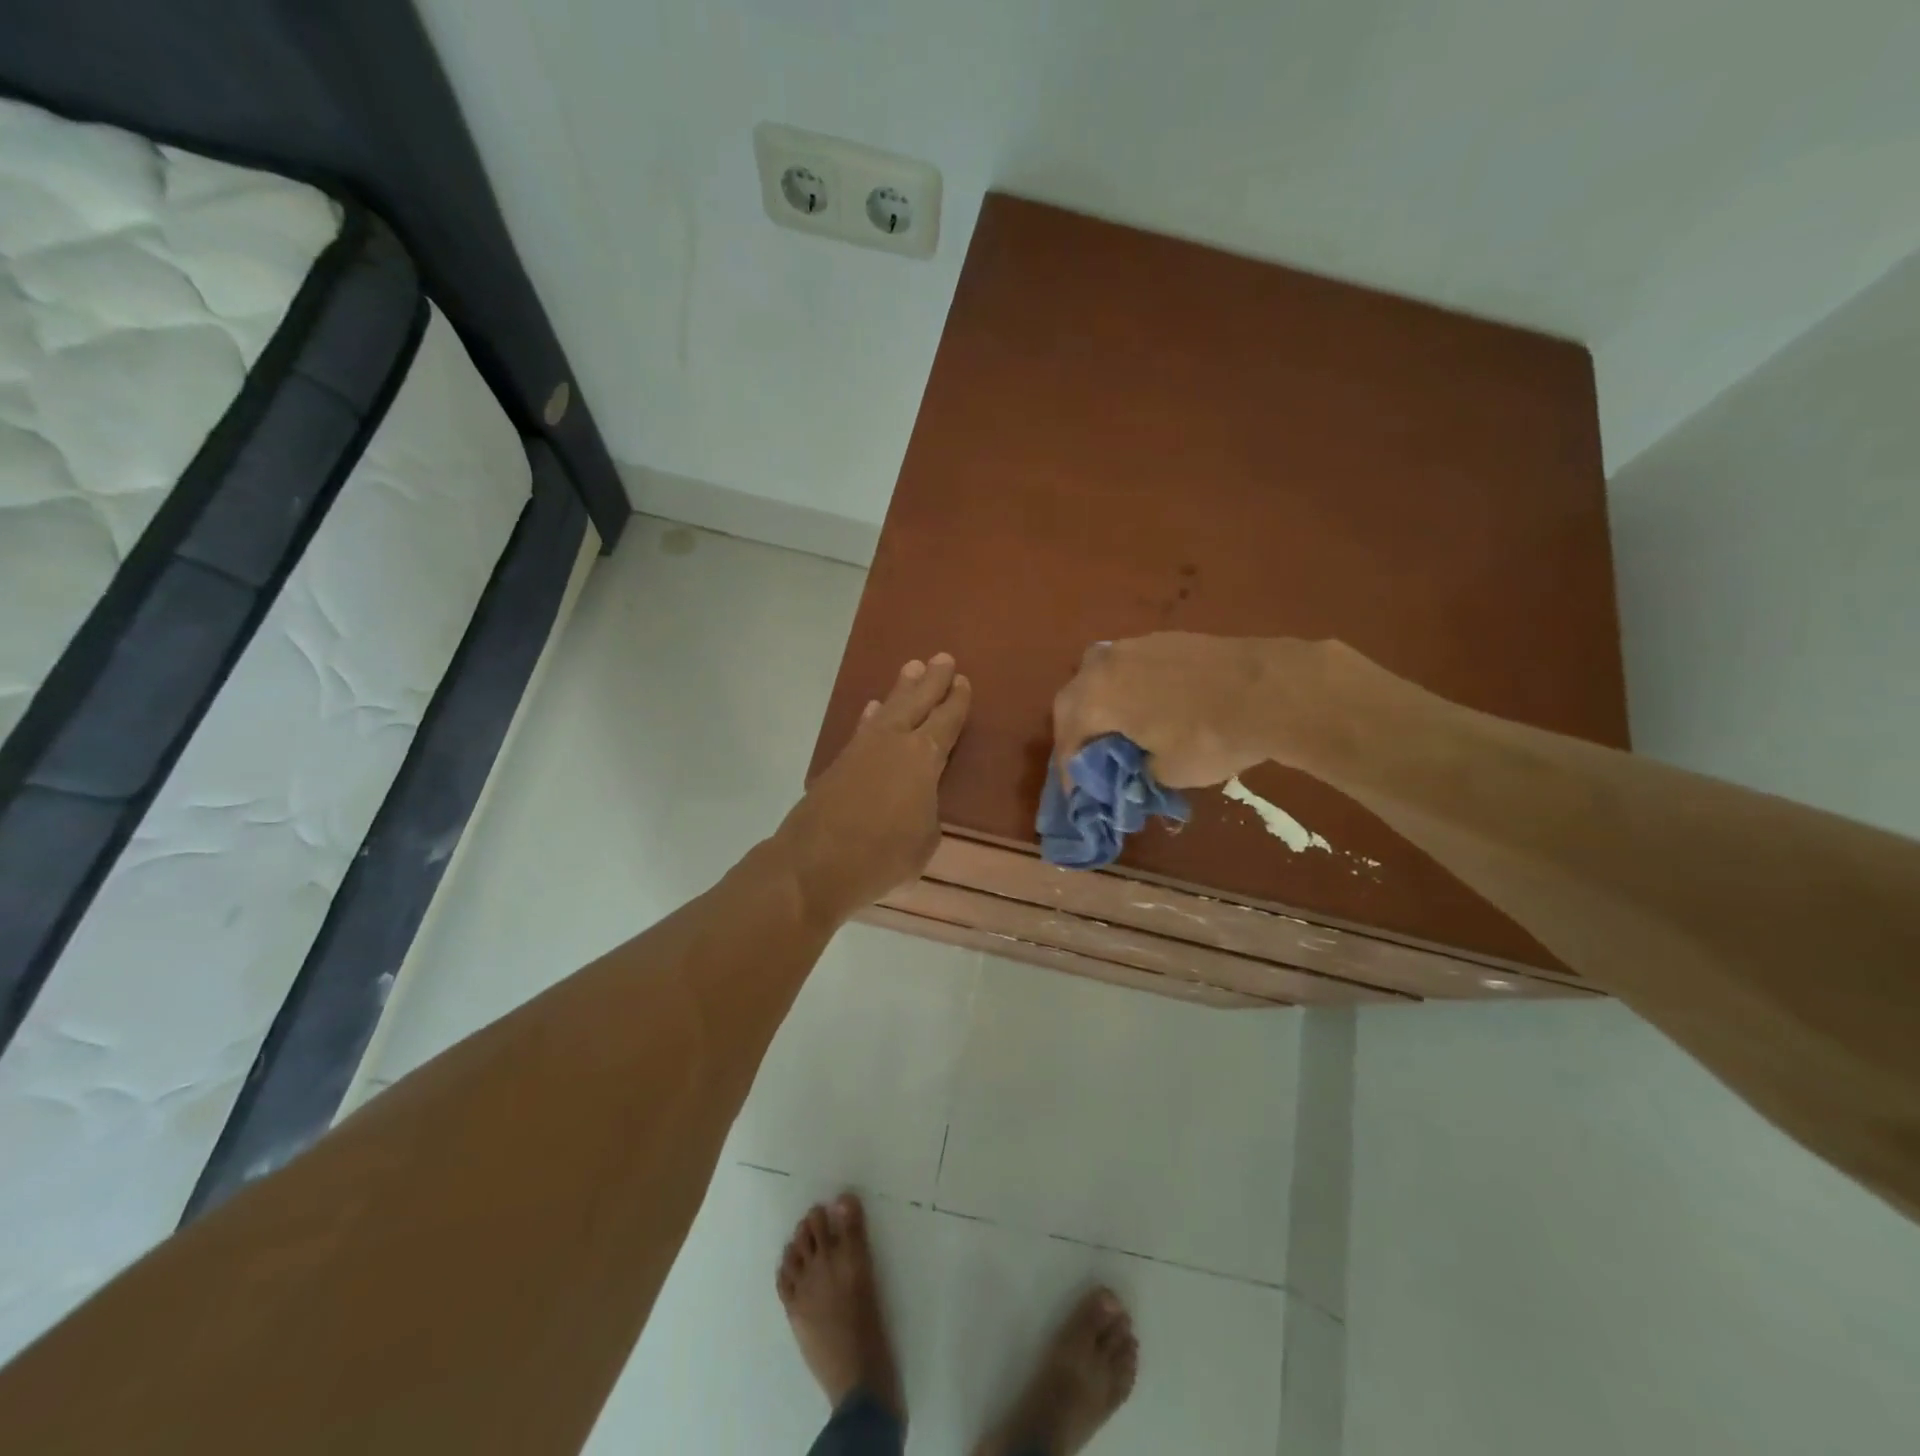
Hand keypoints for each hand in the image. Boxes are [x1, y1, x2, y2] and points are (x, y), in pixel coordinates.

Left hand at [779, 654, 971, 925]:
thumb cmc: (880, 857)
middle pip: (917, 703)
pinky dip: (872, 717)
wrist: (813, 864)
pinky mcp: (839, 764)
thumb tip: (918, 802)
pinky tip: (874, 710)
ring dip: (902, 689)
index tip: (963, 681)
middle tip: (942, 658)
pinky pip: (864, 728)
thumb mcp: (924, 841)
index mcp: (923, 759)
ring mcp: (862, 750)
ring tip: (911, 668)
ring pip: (888, 710)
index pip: (946, 722)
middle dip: (931, 681)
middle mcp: (894, 743)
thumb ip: (927, 812)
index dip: (956, 702)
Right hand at [1051, 633, 1327, 788]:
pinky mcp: (1166, 639)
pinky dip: (1127, 688)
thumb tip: (1133, 767)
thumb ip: (1136, 769)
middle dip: (1075, 730)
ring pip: (1100, 674)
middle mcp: (1105, 664)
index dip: (1069, 769)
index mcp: (1095, 697)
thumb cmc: (1209, 737)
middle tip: (1086, 757)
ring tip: (1114, 728)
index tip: (1076, 793)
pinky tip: (1147, 706)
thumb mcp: (1166, 772)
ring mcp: (1136, 645)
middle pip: (1073, 698)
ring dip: (1099, 702)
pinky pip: (1130, 666)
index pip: (1068, 737)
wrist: (1271, 689)